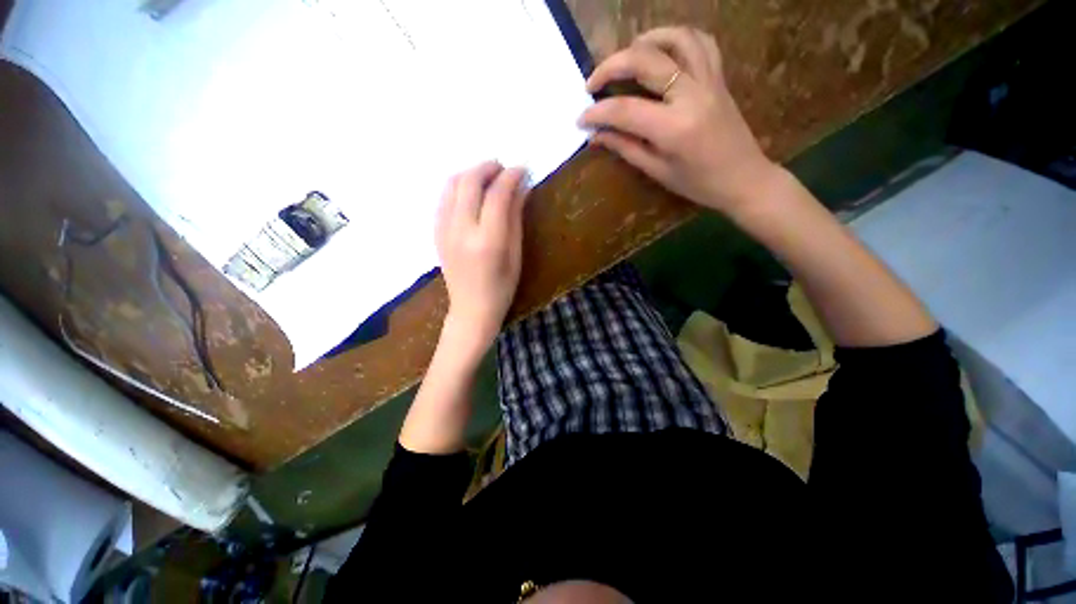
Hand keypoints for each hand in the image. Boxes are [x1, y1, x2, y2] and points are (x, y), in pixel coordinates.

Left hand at [435, 162, 528, 353]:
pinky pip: (444, 198)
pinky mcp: (436, 232)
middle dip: (488, 167)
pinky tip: (472, 193)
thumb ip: (515, 218)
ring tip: (488, 177)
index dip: (511, 176)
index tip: (522, 169)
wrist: (471, 309)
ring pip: (451, 184)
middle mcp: (461, 230)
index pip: (497, 194)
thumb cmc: (502, 288)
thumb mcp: (515, 254)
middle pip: (469, 181)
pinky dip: (458, 187)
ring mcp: (444, 230)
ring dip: (471, 173)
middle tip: (504, 168)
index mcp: (487, 240)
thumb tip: (521, 187)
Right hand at [579, 27, 777, 215]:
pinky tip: (661, 51)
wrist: (744, 179)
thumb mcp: (657, 171)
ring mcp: (709, 80)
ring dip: (644, 41)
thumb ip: (626, 148)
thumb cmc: (698, 184)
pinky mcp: (718, 77)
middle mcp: (691, 95)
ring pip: (675, 39)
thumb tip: (596, 136)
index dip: (597, 114)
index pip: (625, 110)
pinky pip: (700, 42)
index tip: (581, 119)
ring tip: (625, 57)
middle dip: (610, 66)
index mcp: (674, 128)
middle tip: (592, 84)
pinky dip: (677, 38)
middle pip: (645, 60)